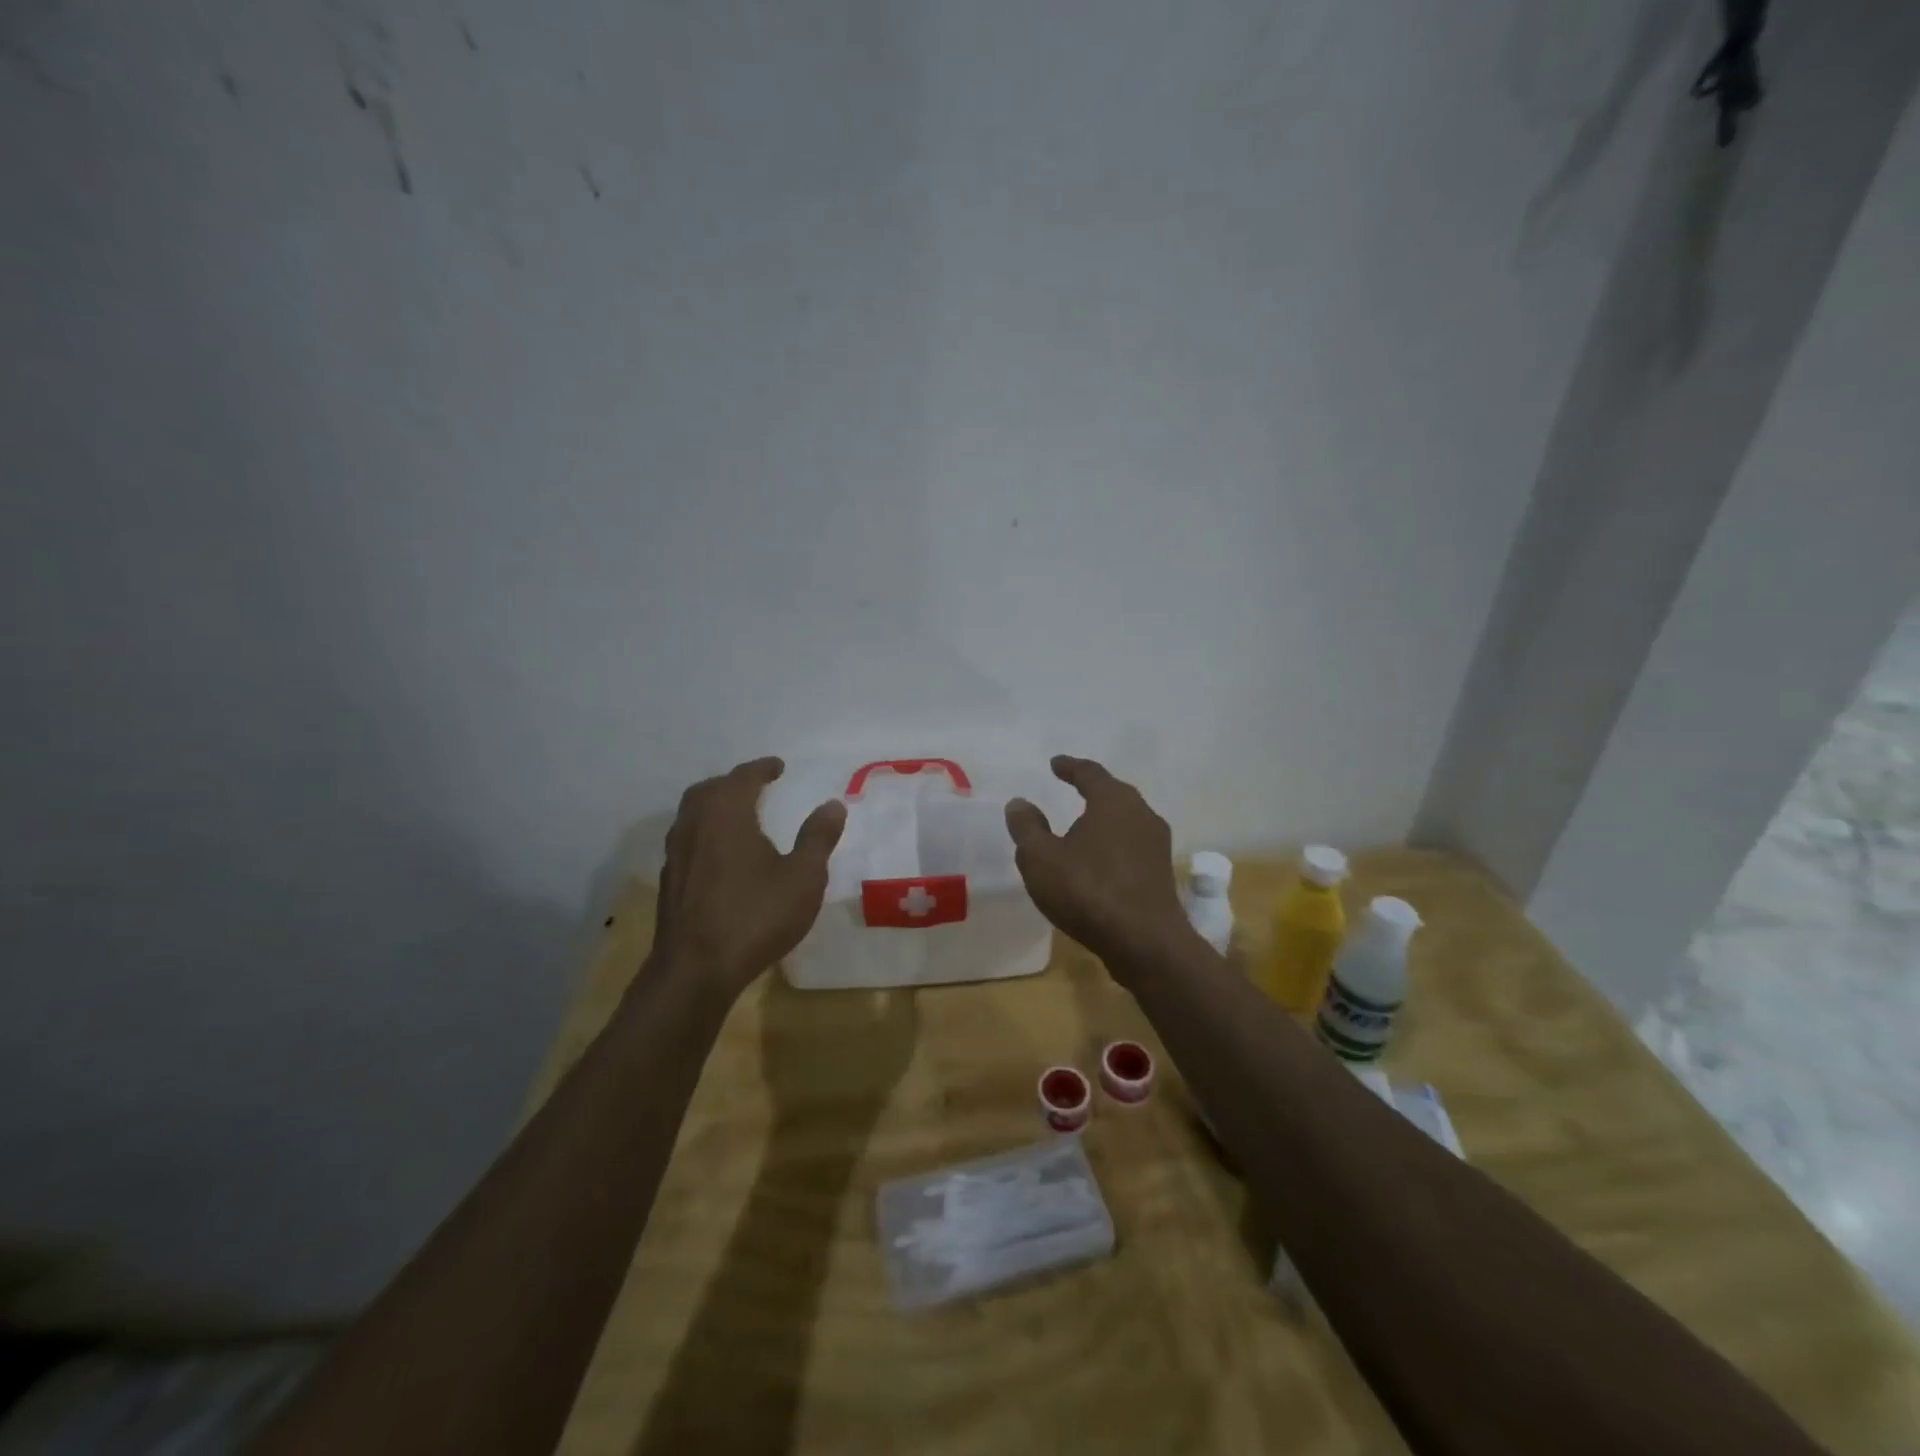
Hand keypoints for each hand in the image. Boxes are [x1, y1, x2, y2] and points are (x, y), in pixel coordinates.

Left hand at [652, 758, 846, 999]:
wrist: (696, 970)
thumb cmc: (756, 916)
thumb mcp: (803, 877)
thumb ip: (817, 837)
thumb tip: (833, 804)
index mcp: (726, 815)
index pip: (742, 778)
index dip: (762, 768)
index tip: (778, 766)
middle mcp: (694, 826)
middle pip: (709, 790)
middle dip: (733, 783)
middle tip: (755, 785)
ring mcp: (676, 854)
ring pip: (692, 815)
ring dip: (714, 806)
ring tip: (738, 815)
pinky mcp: (670, 882)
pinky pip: (687, 840)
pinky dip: (705, 832)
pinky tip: (720, 853)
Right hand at [1004, 755, 1191, 978]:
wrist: (1145, 943)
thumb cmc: (1088, 890)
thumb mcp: (1041, 858)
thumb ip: (1027, 827)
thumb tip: (1019, 803)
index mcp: (1114, 801)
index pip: (1090, 773)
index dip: (1070, 767)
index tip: (1055, 764)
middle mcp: (1142, 814)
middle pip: (1114, 794)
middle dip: (1092, 790)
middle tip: (1071, 788)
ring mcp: (1156, 845)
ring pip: (1125, 822)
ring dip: (1103, 821)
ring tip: (1081, 828)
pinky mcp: (1160, 874)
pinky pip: (1131, 848)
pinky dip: (1112, 846)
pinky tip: (1097, 862)